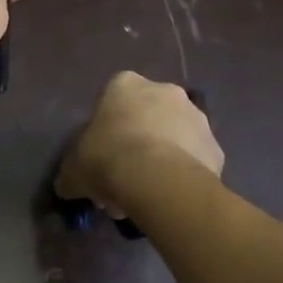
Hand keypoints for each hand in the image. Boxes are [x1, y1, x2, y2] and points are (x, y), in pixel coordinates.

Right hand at [55, 71, 224, 216]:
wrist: (158, 180)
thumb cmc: (107, 157)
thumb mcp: (74, 169)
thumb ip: (71, 173)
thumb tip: (66, 186)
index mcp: (126, 85)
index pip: (114, 96)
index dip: (108, 125)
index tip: (102, 151)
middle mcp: (165, 91)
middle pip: (148, 115)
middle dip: (138, 141)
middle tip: (124, 176)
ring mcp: (197, 117)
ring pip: (174, 136)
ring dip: (163, 156)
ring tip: (147, 193)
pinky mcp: (216, 148)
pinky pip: (195, 160)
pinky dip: (184, 174)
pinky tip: (169, 197)